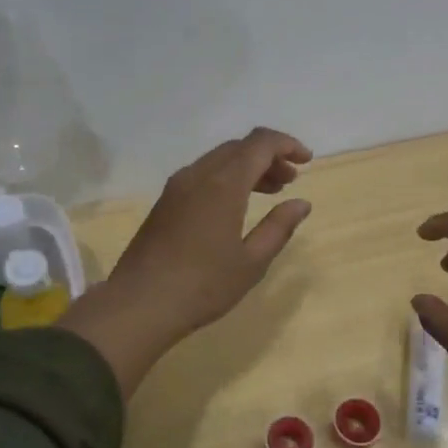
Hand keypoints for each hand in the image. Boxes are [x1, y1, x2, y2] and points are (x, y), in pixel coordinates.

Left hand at [61, 128, 312, 396]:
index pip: (260, 143)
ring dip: (247, 167)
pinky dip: (226, 178)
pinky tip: (236, 205)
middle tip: (290, 180)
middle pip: (239, 147)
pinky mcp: (165, 202)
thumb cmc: (203, 286)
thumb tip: (301, 203)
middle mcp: (198, 174)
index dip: (287, 144)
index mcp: (223, 183)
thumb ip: (279, 227)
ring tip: (270, 192)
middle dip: (269, 156)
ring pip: (219, 159)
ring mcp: (177, 187)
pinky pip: (202, 174)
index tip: (307, 161)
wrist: (139, 304)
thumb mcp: (251, 262)